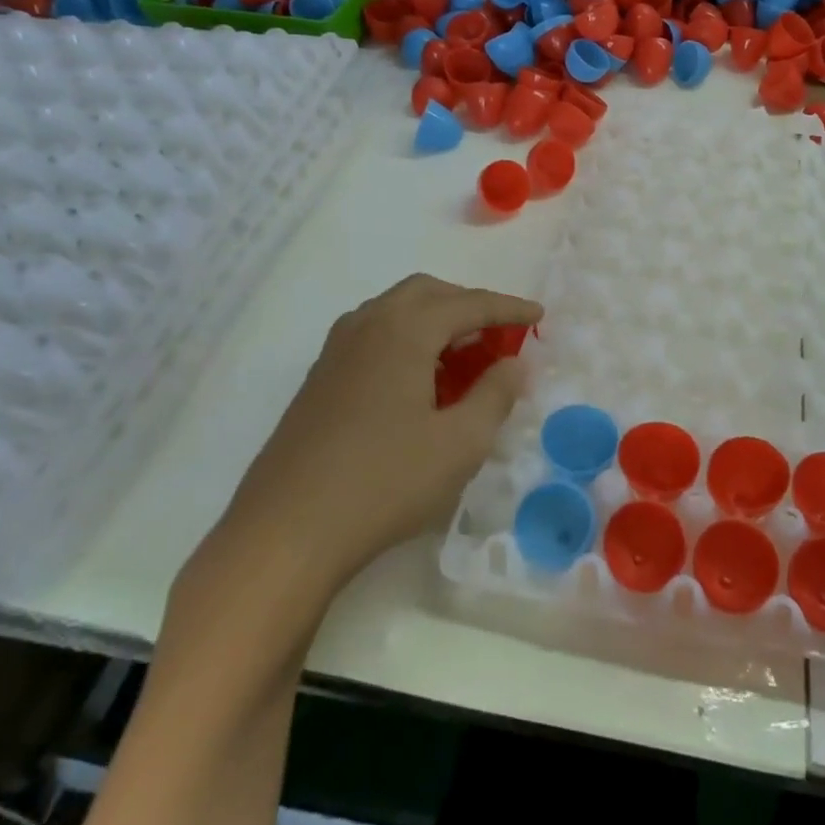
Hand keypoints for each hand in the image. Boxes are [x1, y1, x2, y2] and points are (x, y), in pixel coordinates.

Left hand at [170, 275, 540, 665]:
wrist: (285, 532)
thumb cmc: (384, 483)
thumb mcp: (460, 444)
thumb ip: (495, 395)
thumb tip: (515, 363)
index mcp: (404, 330)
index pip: (468, 303)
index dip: (509, 308)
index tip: (539, 317)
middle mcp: (367, 325)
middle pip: (426, 292)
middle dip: (468, 304)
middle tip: (498, 333)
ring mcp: (336, 351)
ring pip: (394, 311)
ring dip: (434, 319)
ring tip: (462, 355)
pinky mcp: (319, 379)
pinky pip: (373, 335)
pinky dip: (406, 339)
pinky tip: (417, 381)